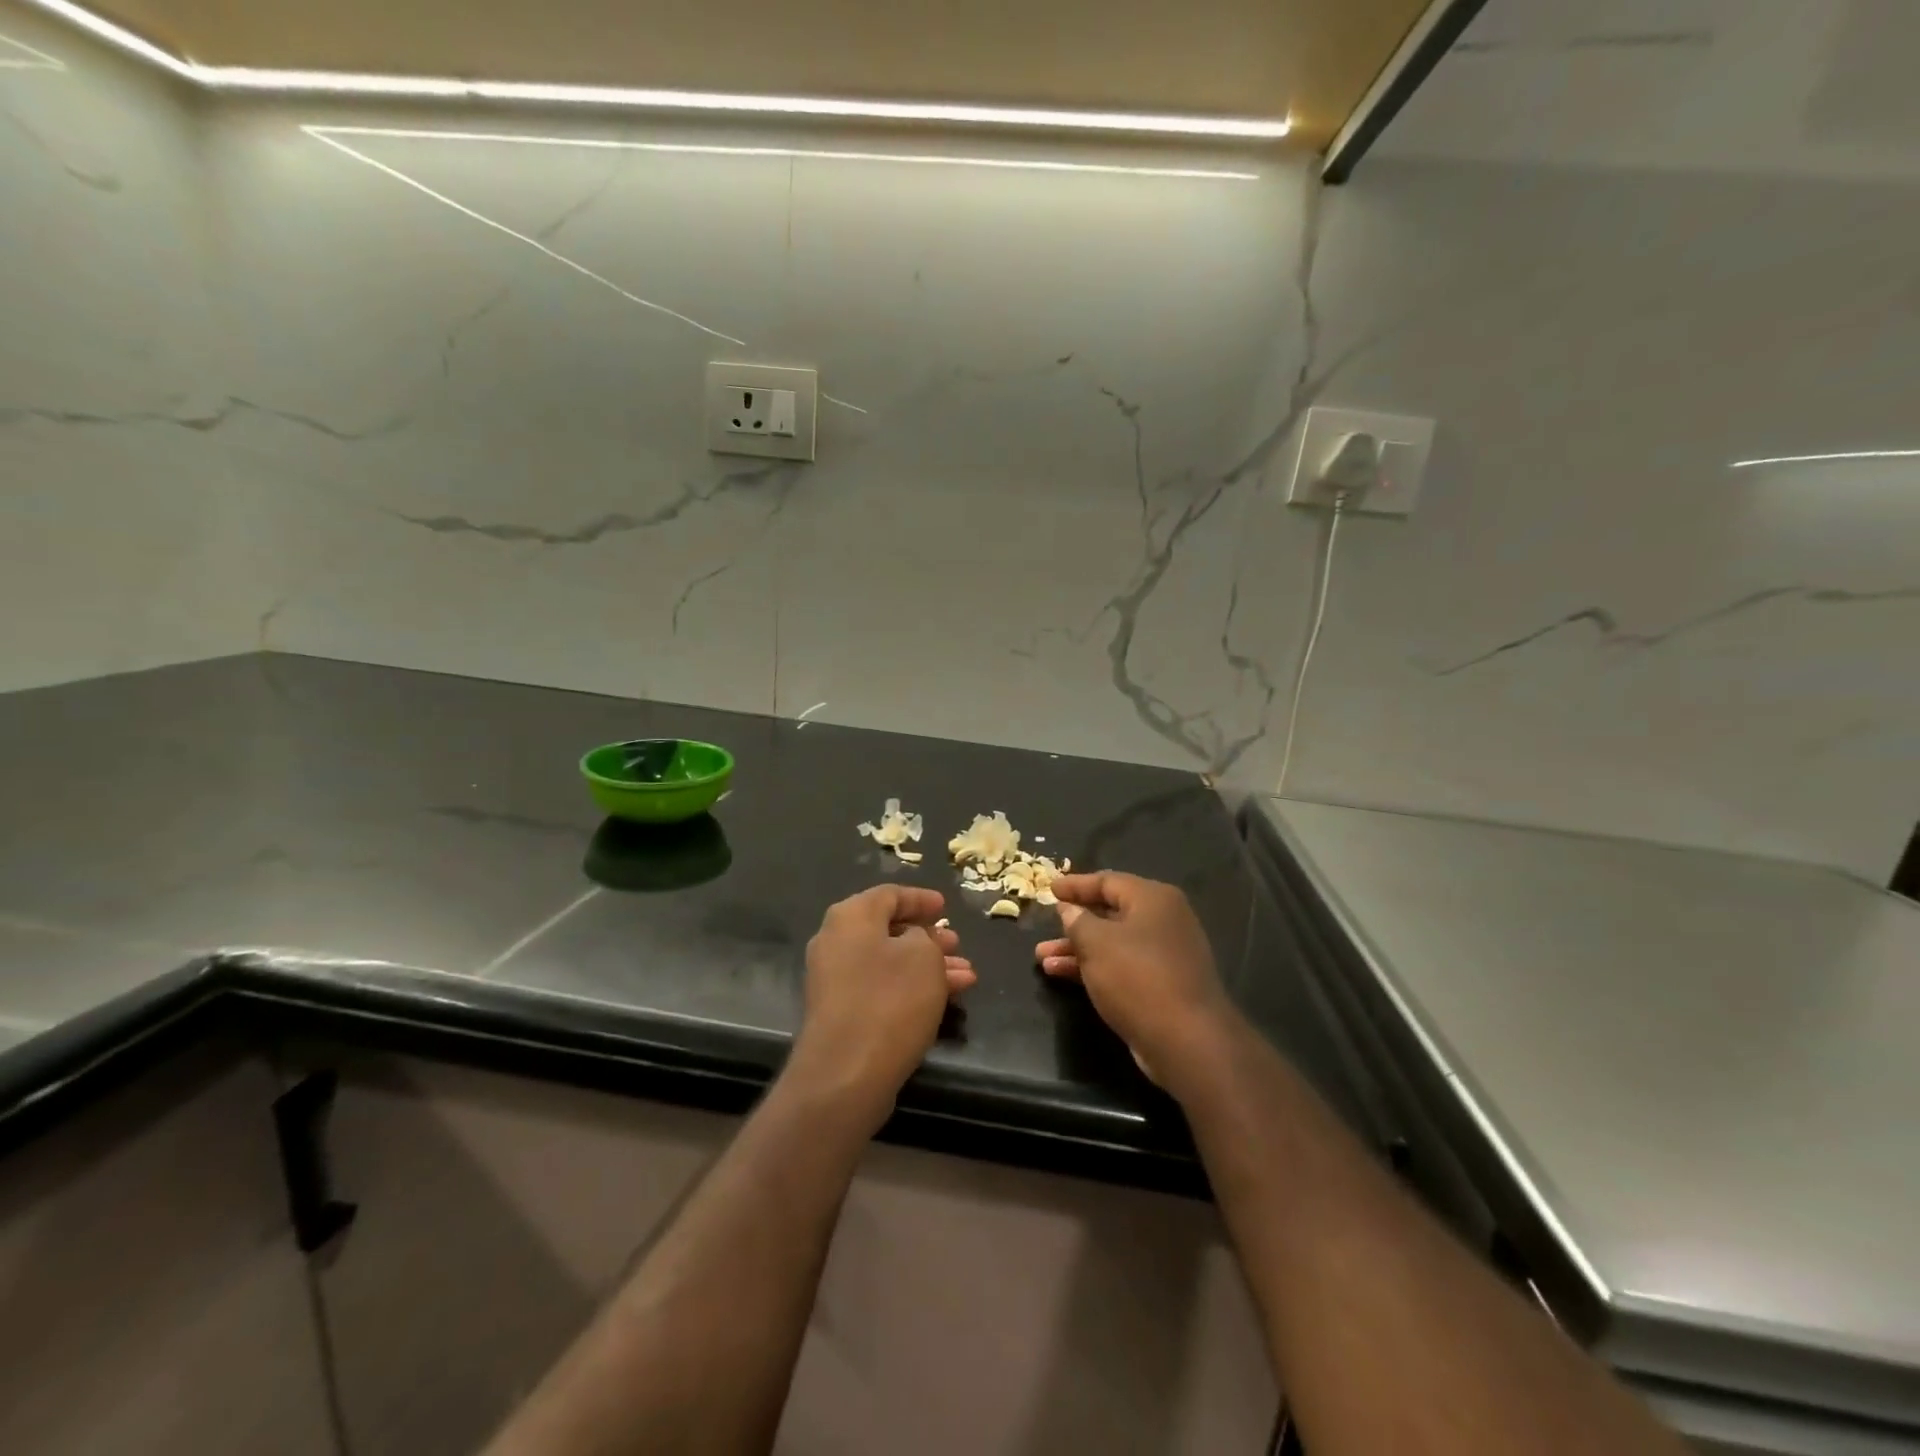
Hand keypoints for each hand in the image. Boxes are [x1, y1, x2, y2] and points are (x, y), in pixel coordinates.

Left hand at [792, 886, 976, 1125]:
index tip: (945, 907)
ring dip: (927, 966)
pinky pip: (881, 987)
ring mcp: (835, 979)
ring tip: (966, 976)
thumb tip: (914, 940)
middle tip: (957, 945)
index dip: (921, 899)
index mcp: (851, 916)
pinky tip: (946, 998)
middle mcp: (836, 941)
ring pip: (889, 962)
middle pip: (888, 930)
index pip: (890, 895)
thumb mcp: (923, 956)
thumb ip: (925, 937)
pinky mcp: (841, 1012)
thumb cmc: (890, 1000)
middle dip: (928, 938)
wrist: (845, 1074)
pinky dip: (910, 987)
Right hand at [1036, 873, 1236, 1089]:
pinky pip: (1122, 966)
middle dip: (1074, 922)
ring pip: (1113, 943)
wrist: (1187, 1041)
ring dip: (1078, 949)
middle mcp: (1164, 920)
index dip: (1075, 885)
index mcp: (1153, 899)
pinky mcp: (1163, 984)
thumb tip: (1069, 909)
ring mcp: (1166, 954)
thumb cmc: (1137, 977)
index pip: (1107, 881)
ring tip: (1042, 958)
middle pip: (1110, 912)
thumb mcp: (1096, 943)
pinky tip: (1062, 975)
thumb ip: (1077, 920)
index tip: (1049, 889)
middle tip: (1044, 926)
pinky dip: (1094, 967)